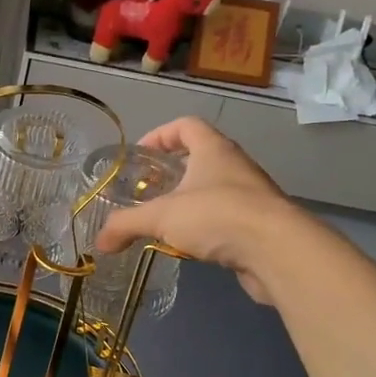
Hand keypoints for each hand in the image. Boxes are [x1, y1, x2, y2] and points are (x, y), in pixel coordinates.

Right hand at [95, 116, 303, 302]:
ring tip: (165, 220)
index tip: (141, 154)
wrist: (276, 251)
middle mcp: (235, 166)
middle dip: (172, 171)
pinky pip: (226, 217)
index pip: (187, 125)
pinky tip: (190, 245)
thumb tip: (99, 243)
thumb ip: (126, 225)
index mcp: (213, 150)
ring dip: (190, 200)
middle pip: (201, 157)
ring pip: (214, 189)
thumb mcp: (161, 217)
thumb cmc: (217, 215)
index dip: (161, 134)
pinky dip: (206, 226)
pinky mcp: (259, 224)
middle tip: (147, 190)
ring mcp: (251, 195)